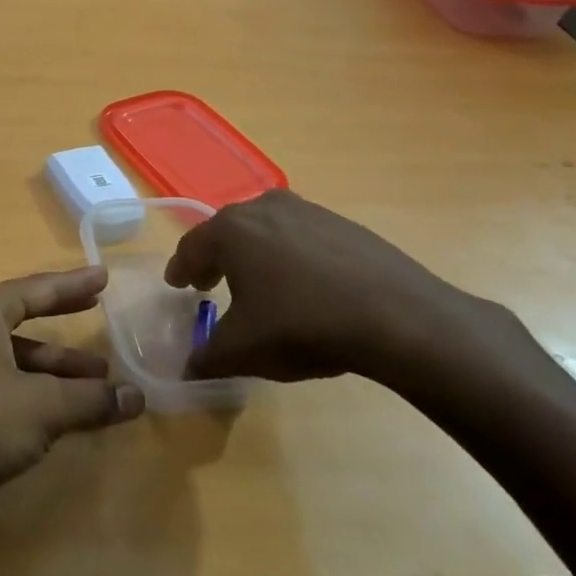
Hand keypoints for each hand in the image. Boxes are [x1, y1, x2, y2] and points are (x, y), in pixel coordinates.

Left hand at [0, 267, 144, 513]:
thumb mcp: (40, 407)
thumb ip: (90, 399)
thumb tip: (138, 396)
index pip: (36, 288)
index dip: (73, 284)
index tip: (103, 275)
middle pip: (24, 322)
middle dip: (65, 329)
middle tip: (101, 319)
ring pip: (14, 362)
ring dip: (54, 373)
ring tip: (100, 386)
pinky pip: (2, 391)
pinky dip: (33, 398)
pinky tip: (60, 418)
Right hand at [165, 190, 513, 391]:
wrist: (398, 317)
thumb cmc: (302, 326)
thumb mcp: (242, 351)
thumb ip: (206, 357)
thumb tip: (188, 368)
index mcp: (231, 230)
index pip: (191, 247)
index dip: (180, 269)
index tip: (177, 284)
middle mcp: (264, 208)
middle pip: (227, 232)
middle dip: (214, 258)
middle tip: (208, 283)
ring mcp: (308, 211)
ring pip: (265, 230)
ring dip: (253, 255)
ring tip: (257, 284)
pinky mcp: (344, 224)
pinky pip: (300, 237)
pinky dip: (290, 256)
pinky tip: (302, 286)